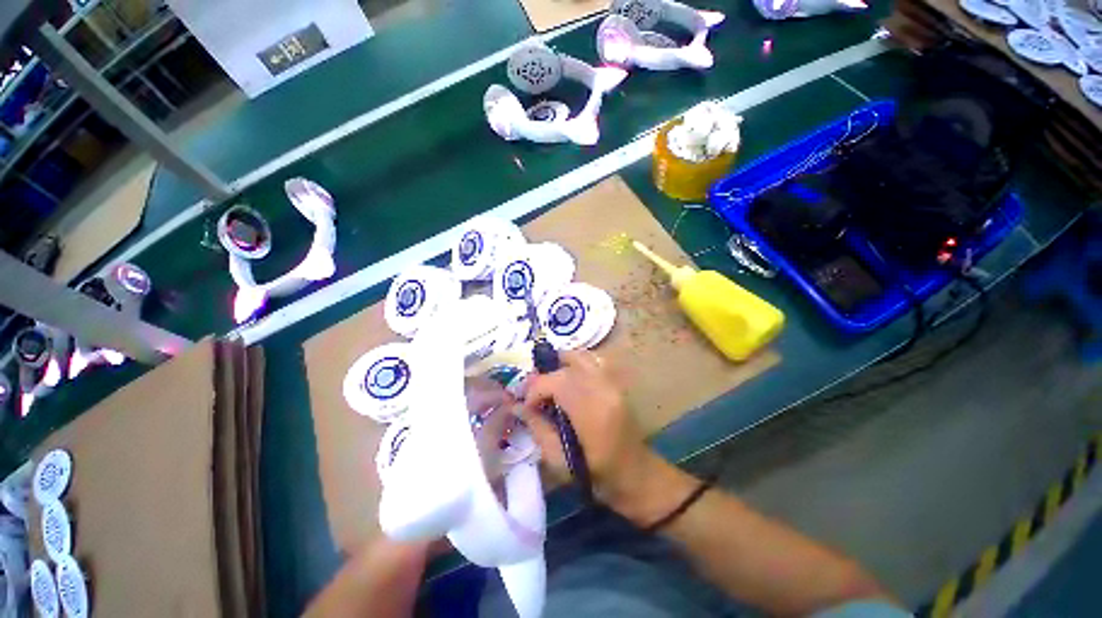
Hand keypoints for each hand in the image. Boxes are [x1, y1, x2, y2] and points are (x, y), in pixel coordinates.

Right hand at [519, 350, 662, 511]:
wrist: (635, 473)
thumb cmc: (597, 474)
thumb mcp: (559, 460)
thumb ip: (537, 427)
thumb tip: (518, 406)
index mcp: (591, 411)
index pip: (556, 381)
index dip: (534, 389)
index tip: (526, 405)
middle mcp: (604, 389)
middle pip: (566, 366)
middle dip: (545, 377)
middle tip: (535, 395)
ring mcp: (612, 383)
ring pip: (581, 357)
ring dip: (560, 365)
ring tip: (549, 382)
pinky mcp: (616, 383)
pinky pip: (592, 362)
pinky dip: (575, 364)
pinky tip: (568, 380)